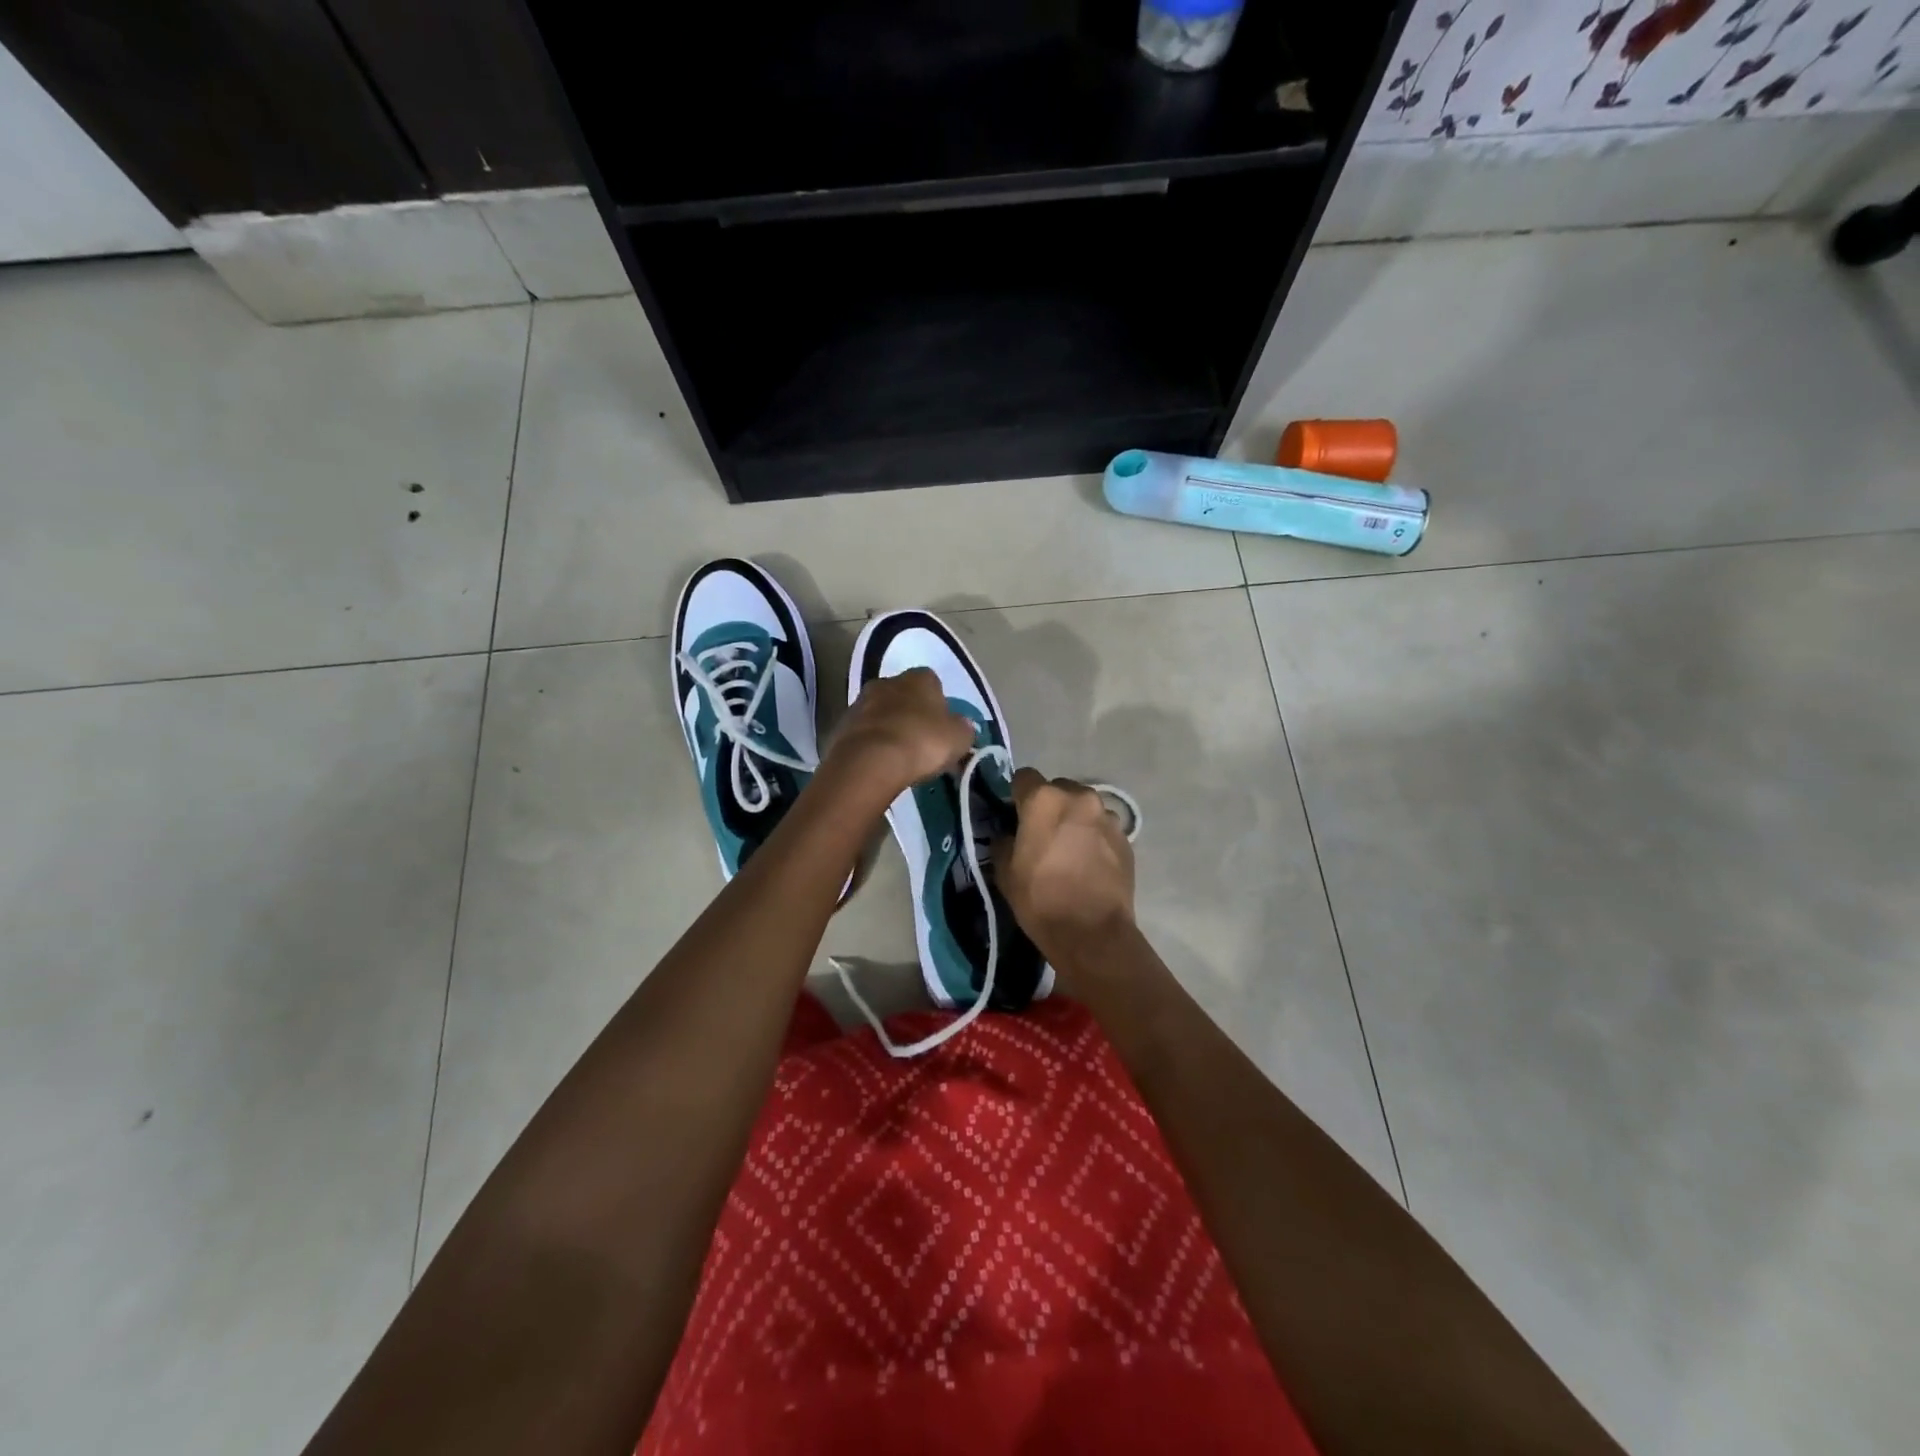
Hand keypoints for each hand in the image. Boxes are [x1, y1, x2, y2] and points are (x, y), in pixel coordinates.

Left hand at [824, 668, 974, 803]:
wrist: (870, 761)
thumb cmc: (922, 741)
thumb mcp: (959, 737)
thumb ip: (963, 728)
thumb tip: (961, 726)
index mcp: (919, 678)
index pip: (932, 682)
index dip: (938, 704)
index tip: (941, 727)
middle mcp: (887, 682)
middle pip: (903, 695)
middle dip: (911, 714)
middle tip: (920, 741)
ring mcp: (860, 703)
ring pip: (880, 713)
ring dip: (889, 728)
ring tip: (898, 756)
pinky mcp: (841, 726)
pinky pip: (863, 733)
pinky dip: (871, 744)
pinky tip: (879, 763)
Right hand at [995, 768, 1136, 973]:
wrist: (1092, 933)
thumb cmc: (1041, 899)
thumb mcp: (1005, 871)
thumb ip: (1004, 840)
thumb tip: (1010, 833)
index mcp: (1044, 799)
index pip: (1024, 777)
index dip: (1017, 795)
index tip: (1015, 815)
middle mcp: (1079, 797)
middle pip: (1058, 788)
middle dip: (1049, 805)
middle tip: (1043, 834)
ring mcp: (1107, 816)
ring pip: (1084, 807)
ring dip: (1075, 820)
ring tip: (1070, 850)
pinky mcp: (1126, 837)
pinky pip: (1102, 827)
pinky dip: (1094, 837)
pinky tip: (1089, 863)